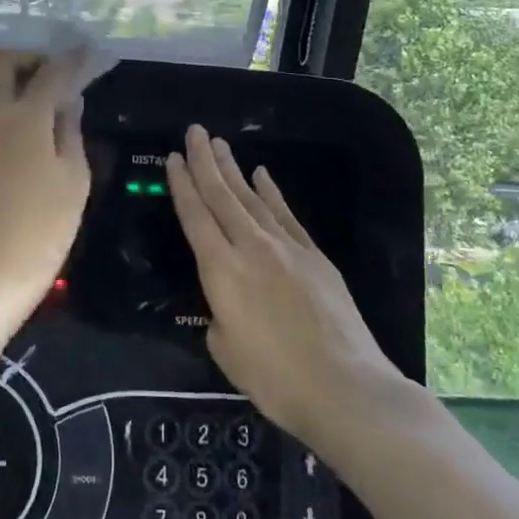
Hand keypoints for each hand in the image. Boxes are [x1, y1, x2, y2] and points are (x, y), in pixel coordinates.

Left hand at [0, 50, 92, 308]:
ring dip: (16, 74)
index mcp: (24, 118)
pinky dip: (9, 96)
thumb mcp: (73, 176)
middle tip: (58, 68)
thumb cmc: (45, 225)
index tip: (88, 50)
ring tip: (50, 90)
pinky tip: (35, 114)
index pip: (50, 71)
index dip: (72, 58)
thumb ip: (70, 130)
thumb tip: (69, 101)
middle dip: (30, 54)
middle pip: (0, 61)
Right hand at [167, 125, 406, 447]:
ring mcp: (287, 247)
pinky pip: (286, 215)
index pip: (195, 216)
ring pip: (252, 198)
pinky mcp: (315, 256)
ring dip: (233, 170)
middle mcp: (252, 247)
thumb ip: (219, 317)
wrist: (345, 386)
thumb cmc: (275, 378)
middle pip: (222, 195)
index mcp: (221, 270)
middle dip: (205, 161)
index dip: (182, 184)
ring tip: (220, 144)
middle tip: (195, 131)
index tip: (173, 156)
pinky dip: (272, 192)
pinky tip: (262, 175)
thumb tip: (227, 305)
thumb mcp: (226, 350)